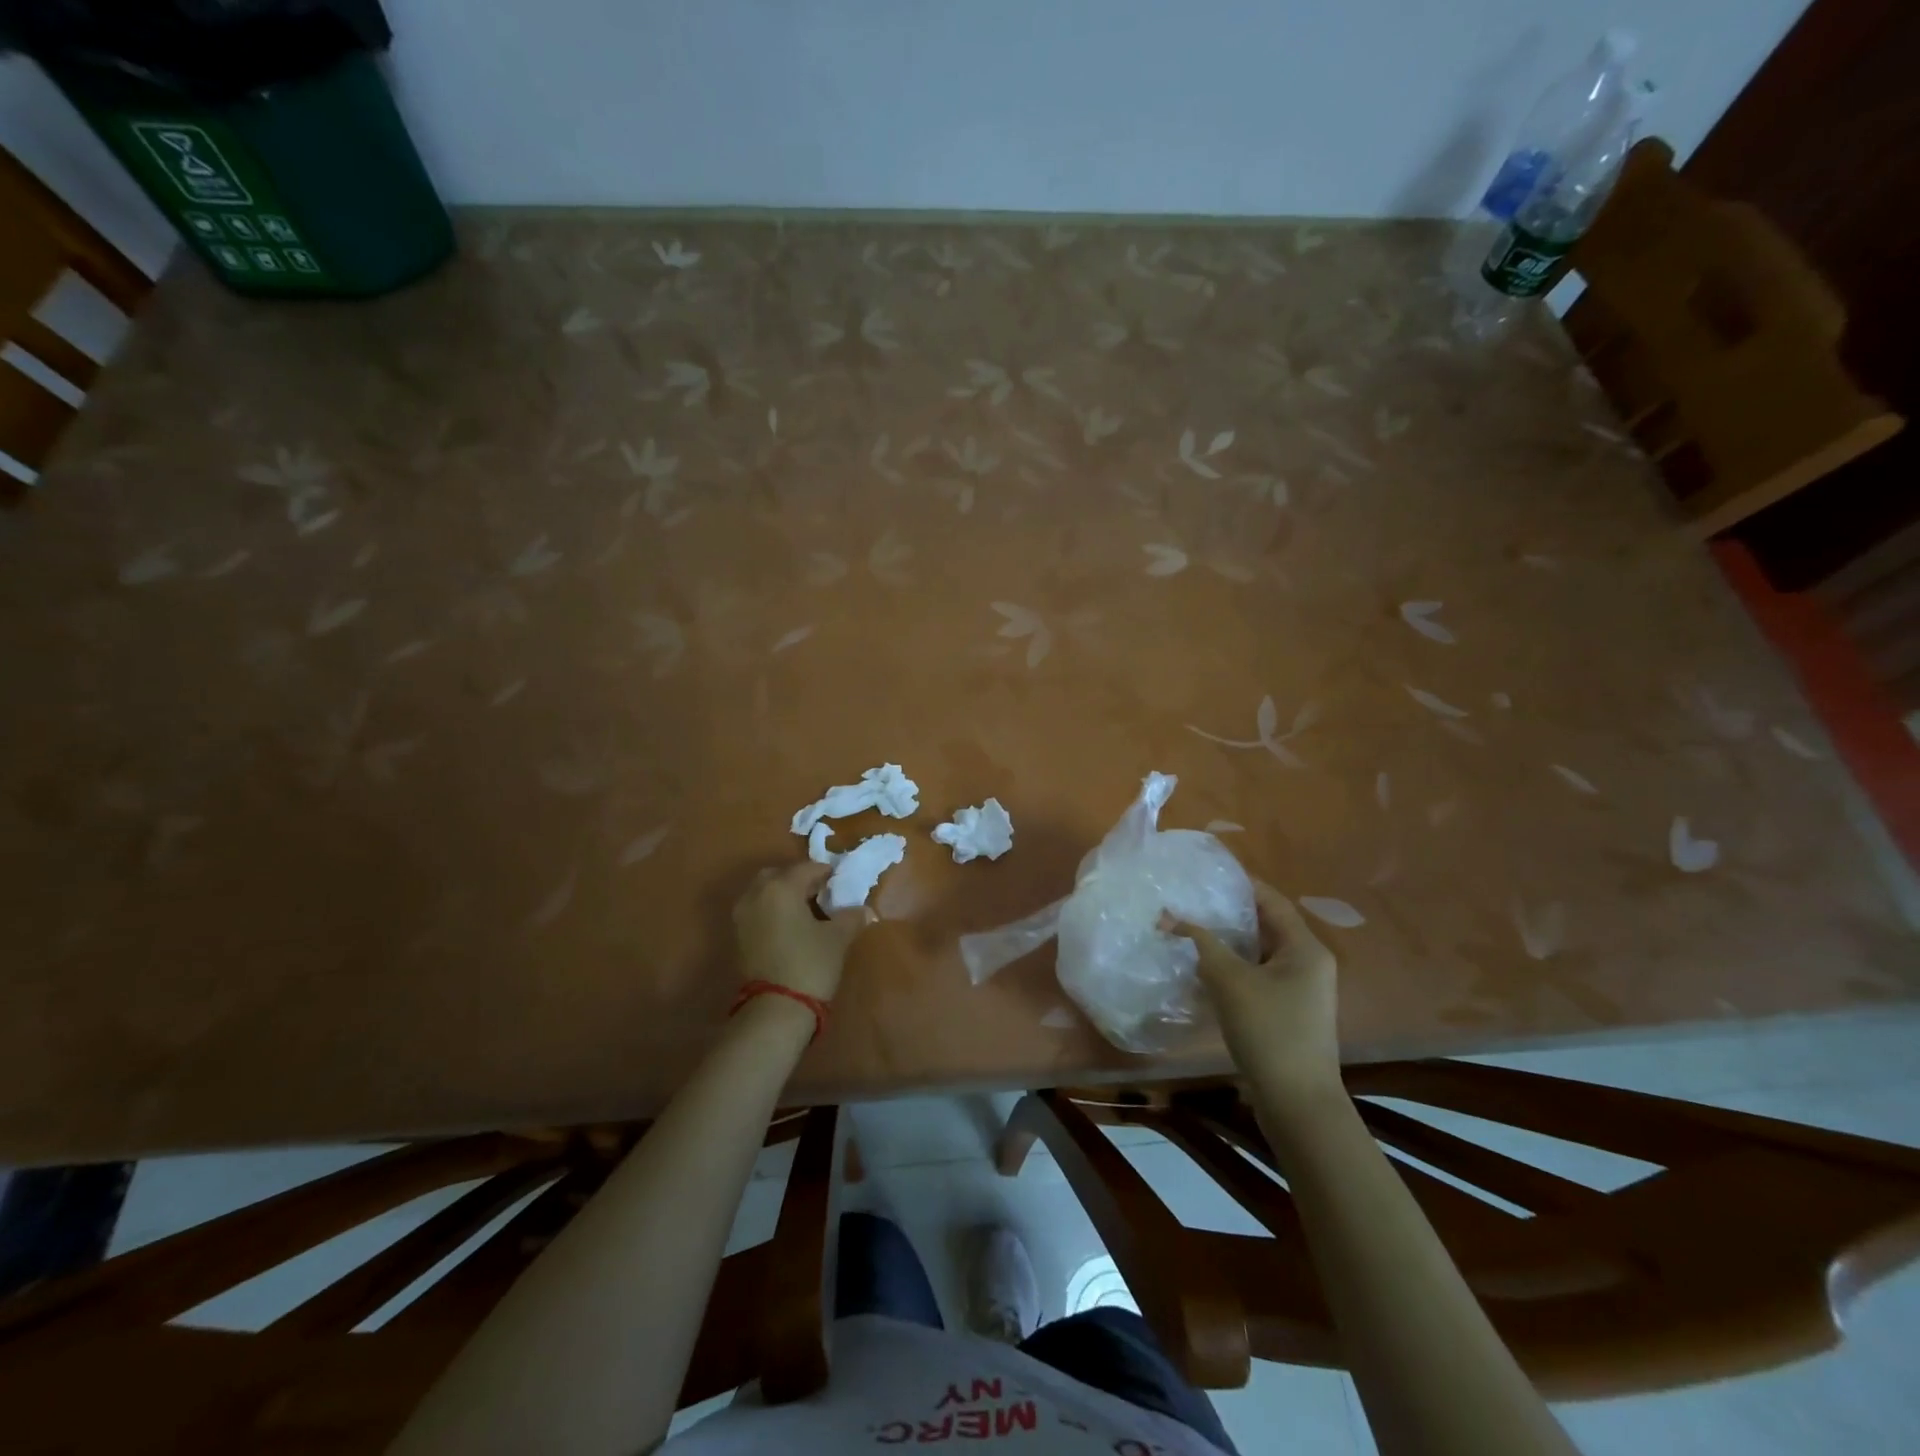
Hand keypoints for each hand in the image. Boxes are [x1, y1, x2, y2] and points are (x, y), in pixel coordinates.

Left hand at [732, 861, 874, 1002]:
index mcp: (780, 887)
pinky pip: (757, 910)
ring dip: (784, 895)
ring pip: (764, 892)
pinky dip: (773, 910)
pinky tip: (792, 927)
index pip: (807, 868)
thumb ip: (851, 917)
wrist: (775, 1010)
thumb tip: (864, 910)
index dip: (826, 873)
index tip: (841, 882)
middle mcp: (756, 894)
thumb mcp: (838, 938)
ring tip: (807, 911)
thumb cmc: (810, 965)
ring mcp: (742, 915)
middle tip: (821, 893)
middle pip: (779, 875)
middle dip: (800, 880)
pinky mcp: (737, 936)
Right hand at [1176, 882, 1340, 1103]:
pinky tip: (1205, 969)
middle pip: (1267, 925)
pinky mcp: (1290, 1011)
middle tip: (1193, 900)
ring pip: (1260, 953)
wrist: (1297, 1102)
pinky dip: (1235, 967)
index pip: (1272, 901)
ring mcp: (1302, 990)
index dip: (1241, 884)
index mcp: (1305, 948)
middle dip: (1230, 913)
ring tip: (1192, 930)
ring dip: (1229, 942)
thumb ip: (1202, 943)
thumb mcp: (1230, 980)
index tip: (1207, 873)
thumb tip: (1170, 917)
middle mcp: (1309, 963)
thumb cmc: (1269, 1030)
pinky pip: (1259, 976)